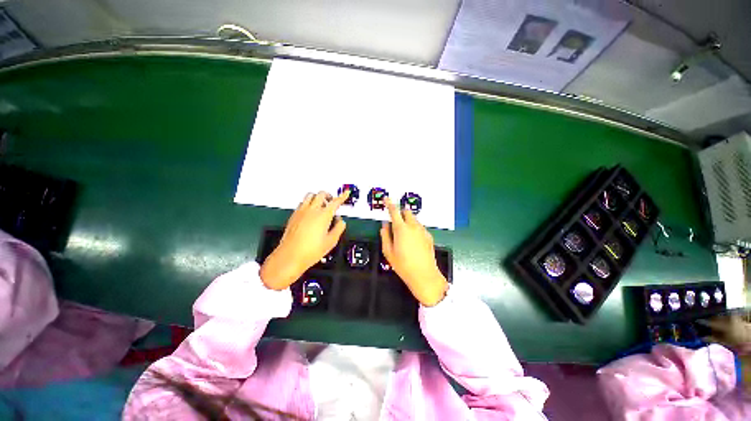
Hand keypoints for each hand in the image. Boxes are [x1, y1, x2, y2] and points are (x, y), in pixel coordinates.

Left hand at [260, 191, 348, 289]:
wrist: (290, 256)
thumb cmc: (310, 251)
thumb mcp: (331, 241)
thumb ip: (339, 228)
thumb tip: (341, 222)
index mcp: (323, 215)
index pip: (335, 202)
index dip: (342, 196)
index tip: (346, 193)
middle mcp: (312, 210)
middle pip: (321, 194)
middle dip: (329, 195)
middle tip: (332, 201)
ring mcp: (301, 212)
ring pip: (310, 195)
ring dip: (317, 197)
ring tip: (321, 205)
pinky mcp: (293, 216)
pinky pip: (302, 203)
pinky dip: (308, 203)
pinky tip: (310, 212)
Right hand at [380, 198, 447, 305]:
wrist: (424, 275)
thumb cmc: (403, 265)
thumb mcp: (388, 252)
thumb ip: (385, 236)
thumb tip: (384, 225)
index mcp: (401, 229)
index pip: (394, 212)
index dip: (390, 204)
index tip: (387, 199)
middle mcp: (413, 227)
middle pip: (407, 212)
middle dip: (401, 213)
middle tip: (396, 222)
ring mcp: (423, 231)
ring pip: (414, 219)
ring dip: (408, 221)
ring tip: (404, 236)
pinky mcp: (429, 236)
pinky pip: (420, 227)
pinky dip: (414, 229)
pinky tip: (413, 242)